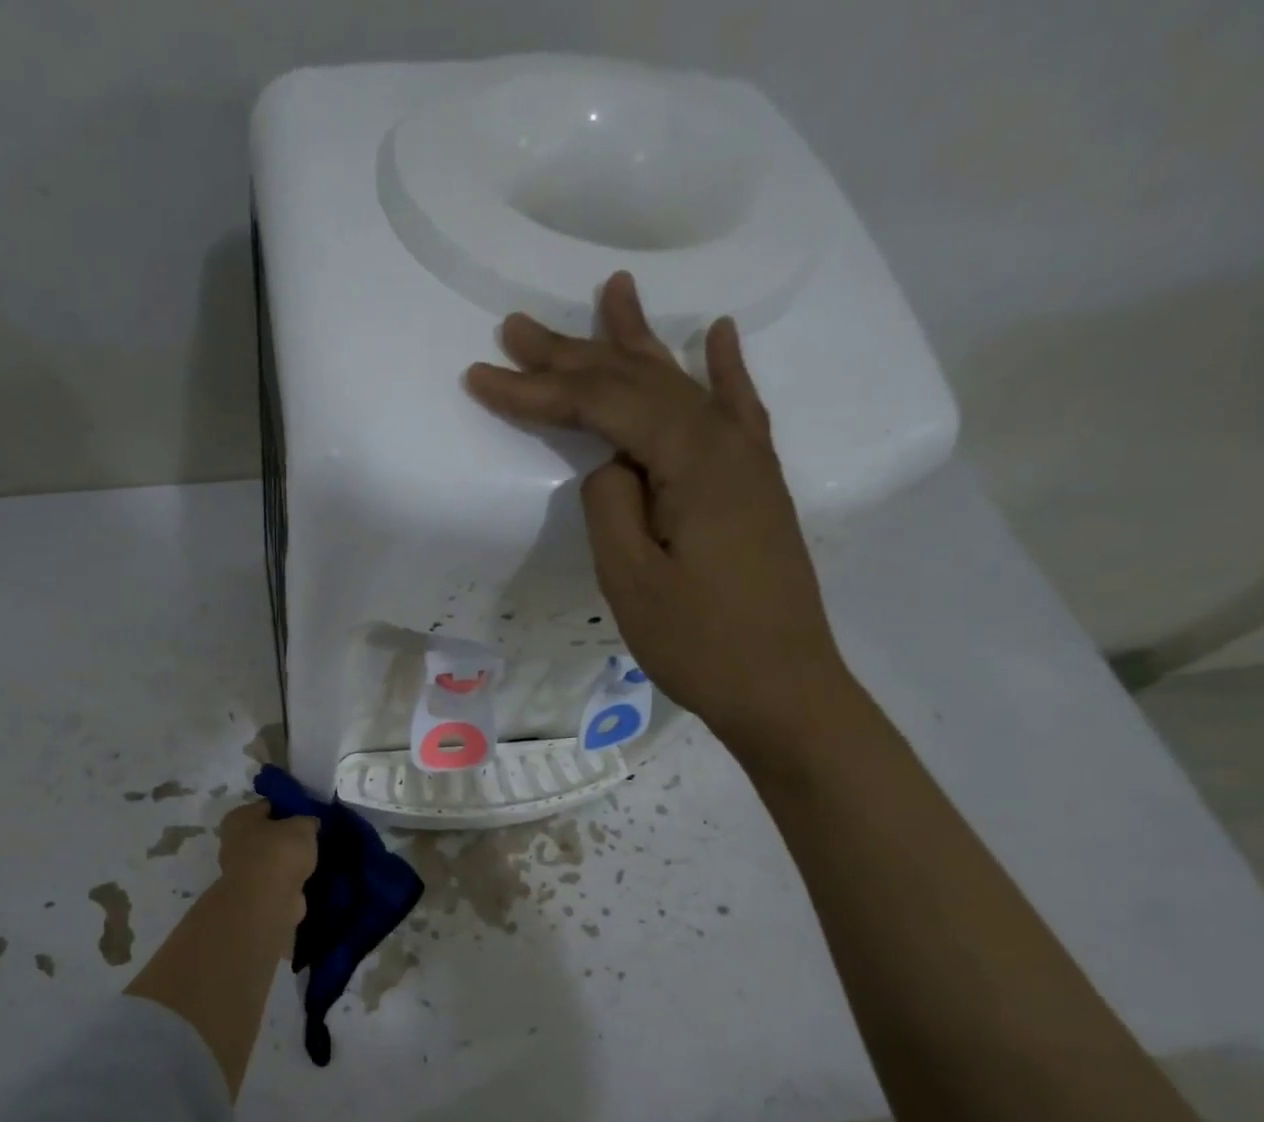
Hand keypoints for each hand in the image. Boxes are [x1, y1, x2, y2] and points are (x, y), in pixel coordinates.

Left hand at [215, 802, 317, 931]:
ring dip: (288, 859)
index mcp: (240, 818)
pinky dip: (289, 878)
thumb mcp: (302, 827)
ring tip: (314, 856)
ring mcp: (242, 870)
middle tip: (312, 835)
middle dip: (287, 834)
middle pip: (267, 832)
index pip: (267, 805)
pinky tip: (307, 876)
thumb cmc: (279, 852)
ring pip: (271, 857)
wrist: (268, 900)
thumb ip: (307, 821)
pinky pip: (276, 878)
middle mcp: (234, 841)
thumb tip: (310, 824)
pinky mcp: (254, 892)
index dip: (288, 806)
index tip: (308, 812)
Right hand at [464, 272, 850, 753]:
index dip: (538, 390)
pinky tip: (718, 334)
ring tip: (613, 291)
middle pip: (638, 382)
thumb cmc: (701, 644)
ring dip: (637, 344)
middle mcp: (726, 443)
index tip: (480, 375)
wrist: (783, 688)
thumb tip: (610, 464)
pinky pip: (736, 409)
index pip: (603, 406)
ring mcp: (747, 461)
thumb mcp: (632, 581)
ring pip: (681, 386)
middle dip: (572, 355)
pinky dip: (723, 368)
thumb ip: (611, 505)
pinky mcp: (755, 485)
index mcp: (693, 462)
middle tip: (517, 326)